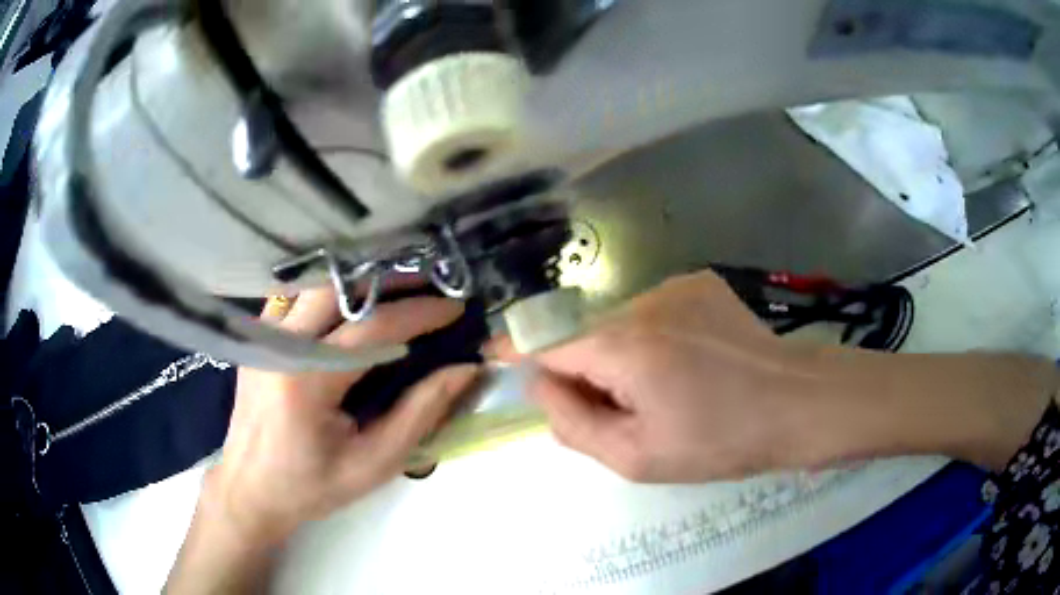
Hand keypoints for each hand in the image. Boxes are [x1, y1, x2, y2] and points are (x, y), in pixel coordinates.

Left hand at [205, 289, 478, 543]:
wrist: (250, 490)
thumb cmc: (312, 486)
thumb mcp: (375, 463)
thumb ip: (420, 413)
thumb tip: (464, 369)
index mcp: (307, 380)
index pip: (372, 328)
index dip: (420, 313)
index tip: (456, 309)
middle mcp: (279, 345)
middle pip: (341, 289)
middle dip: (390, 282)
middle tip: (430, 287)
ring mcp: (263, 337)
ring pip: (315, 285)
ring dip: (359, 284)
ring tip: (397, 291)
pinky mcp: (257, 339)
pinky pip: (295, 298)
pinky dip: (328, 295)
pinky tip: (349, 307)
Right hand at [515, 271, 1058, 482]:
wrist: (797, 404)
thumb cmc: (721, 441)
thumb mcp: (637, 457)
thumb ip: (573, 422)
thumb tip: (544, 385)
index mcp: (626, 346)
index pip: (550, 343)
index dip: (518, 351)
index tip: (494, 355)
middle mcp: (645, 302)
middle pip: (587, 336)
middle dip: (585, 371)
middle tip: (619, 412)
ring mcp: (677, 286)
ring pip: (620, 324)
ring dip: (622, 357)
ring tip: (665, 392)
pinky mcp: (700, 284)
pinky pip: (652, 314)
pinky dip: (651, 340)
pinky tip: (688, 366)